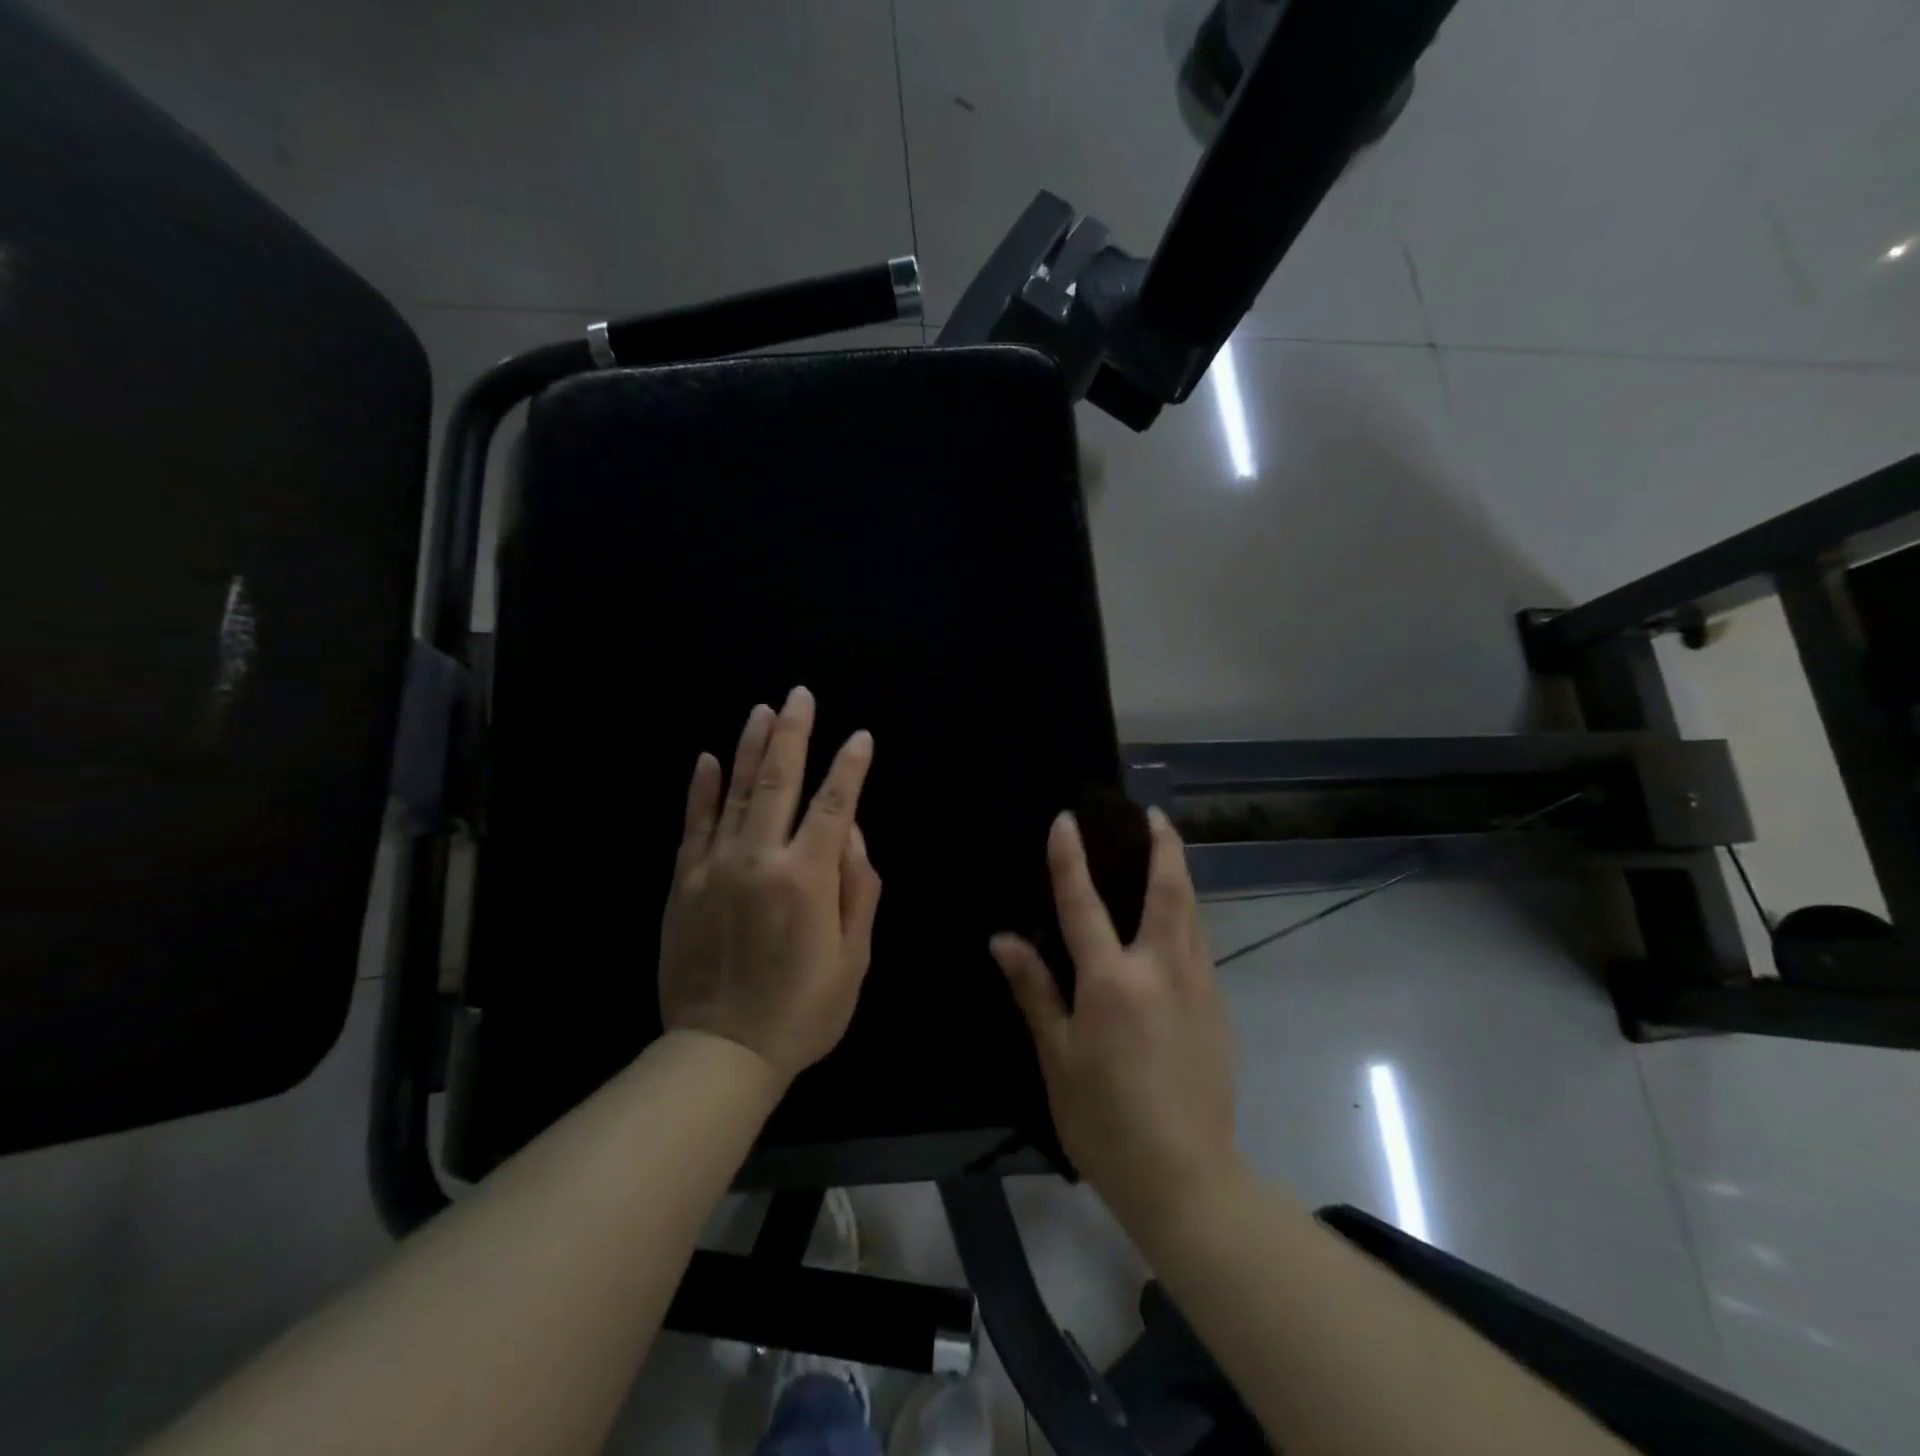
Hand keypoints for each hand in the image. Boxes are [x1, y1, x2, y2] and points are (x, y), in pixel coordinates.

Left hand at [658, 688, 881, 1084]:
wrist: (721, 1052)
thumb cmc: (802, 1010)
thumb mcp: (853, 958)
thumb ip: (858, 889)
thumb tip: (853, 834)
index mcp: (807, 878)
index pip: (835, 804)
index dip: (849, 767)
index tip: (859, 737)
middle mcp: (759, 859)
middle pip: (779, 781)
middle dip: (794, 734)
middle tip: (800, 695)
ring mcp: (714, 867)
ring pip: (734, 791)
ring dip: (750, 747)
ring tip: (762, 711)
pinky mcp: (683, 882)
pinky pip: (693, 824)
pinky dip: (701, 790)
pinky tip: (706, 759)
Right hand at [992, 809, 1238, 1236]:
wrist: (1186, 1178)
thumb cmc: (1105, 1120)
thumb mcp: (1056, 1058)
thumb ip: (1035, 991)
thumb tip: (1004, 940)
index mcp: (1113, 982)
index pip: (1084, 904)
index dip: (1070, 859)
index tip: (1067, 820)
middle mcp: (1161, 970)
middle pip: (1168, 891)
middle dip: (1163, 846)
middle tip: (1154, 815)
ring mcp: (1197, 987)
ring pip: (1193, 914)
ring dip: (1180, 876)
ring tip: (1167, 852)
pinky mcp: (1217, 1009)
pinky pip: (1200, 945)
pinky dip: (1187, 916)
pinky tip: (1176, 921)